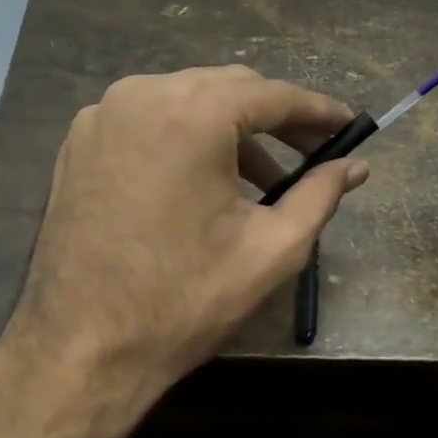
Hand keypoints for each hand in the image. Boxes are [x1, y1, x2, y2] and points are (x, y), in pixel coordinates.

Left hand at [1, 65, 368, 415]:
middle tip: (313, 152)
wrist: (80, 349)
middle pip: (228, 88)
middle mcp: (142, 94)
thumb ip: (320, 195)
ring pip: (186, 100)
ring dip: (231, 129)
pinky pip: (148, 119)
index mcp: (192, 113)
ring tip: (263, 179)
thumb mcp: (271, 249)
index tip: (350, 126)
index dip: (318, 110)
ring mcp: (103, 115)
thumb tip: (357, 166)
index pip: (272, 94)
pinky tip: (203, 181)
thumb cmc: (184, 300)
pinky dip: (185, 136)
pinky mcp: (80, 141)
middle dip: (275, 117)